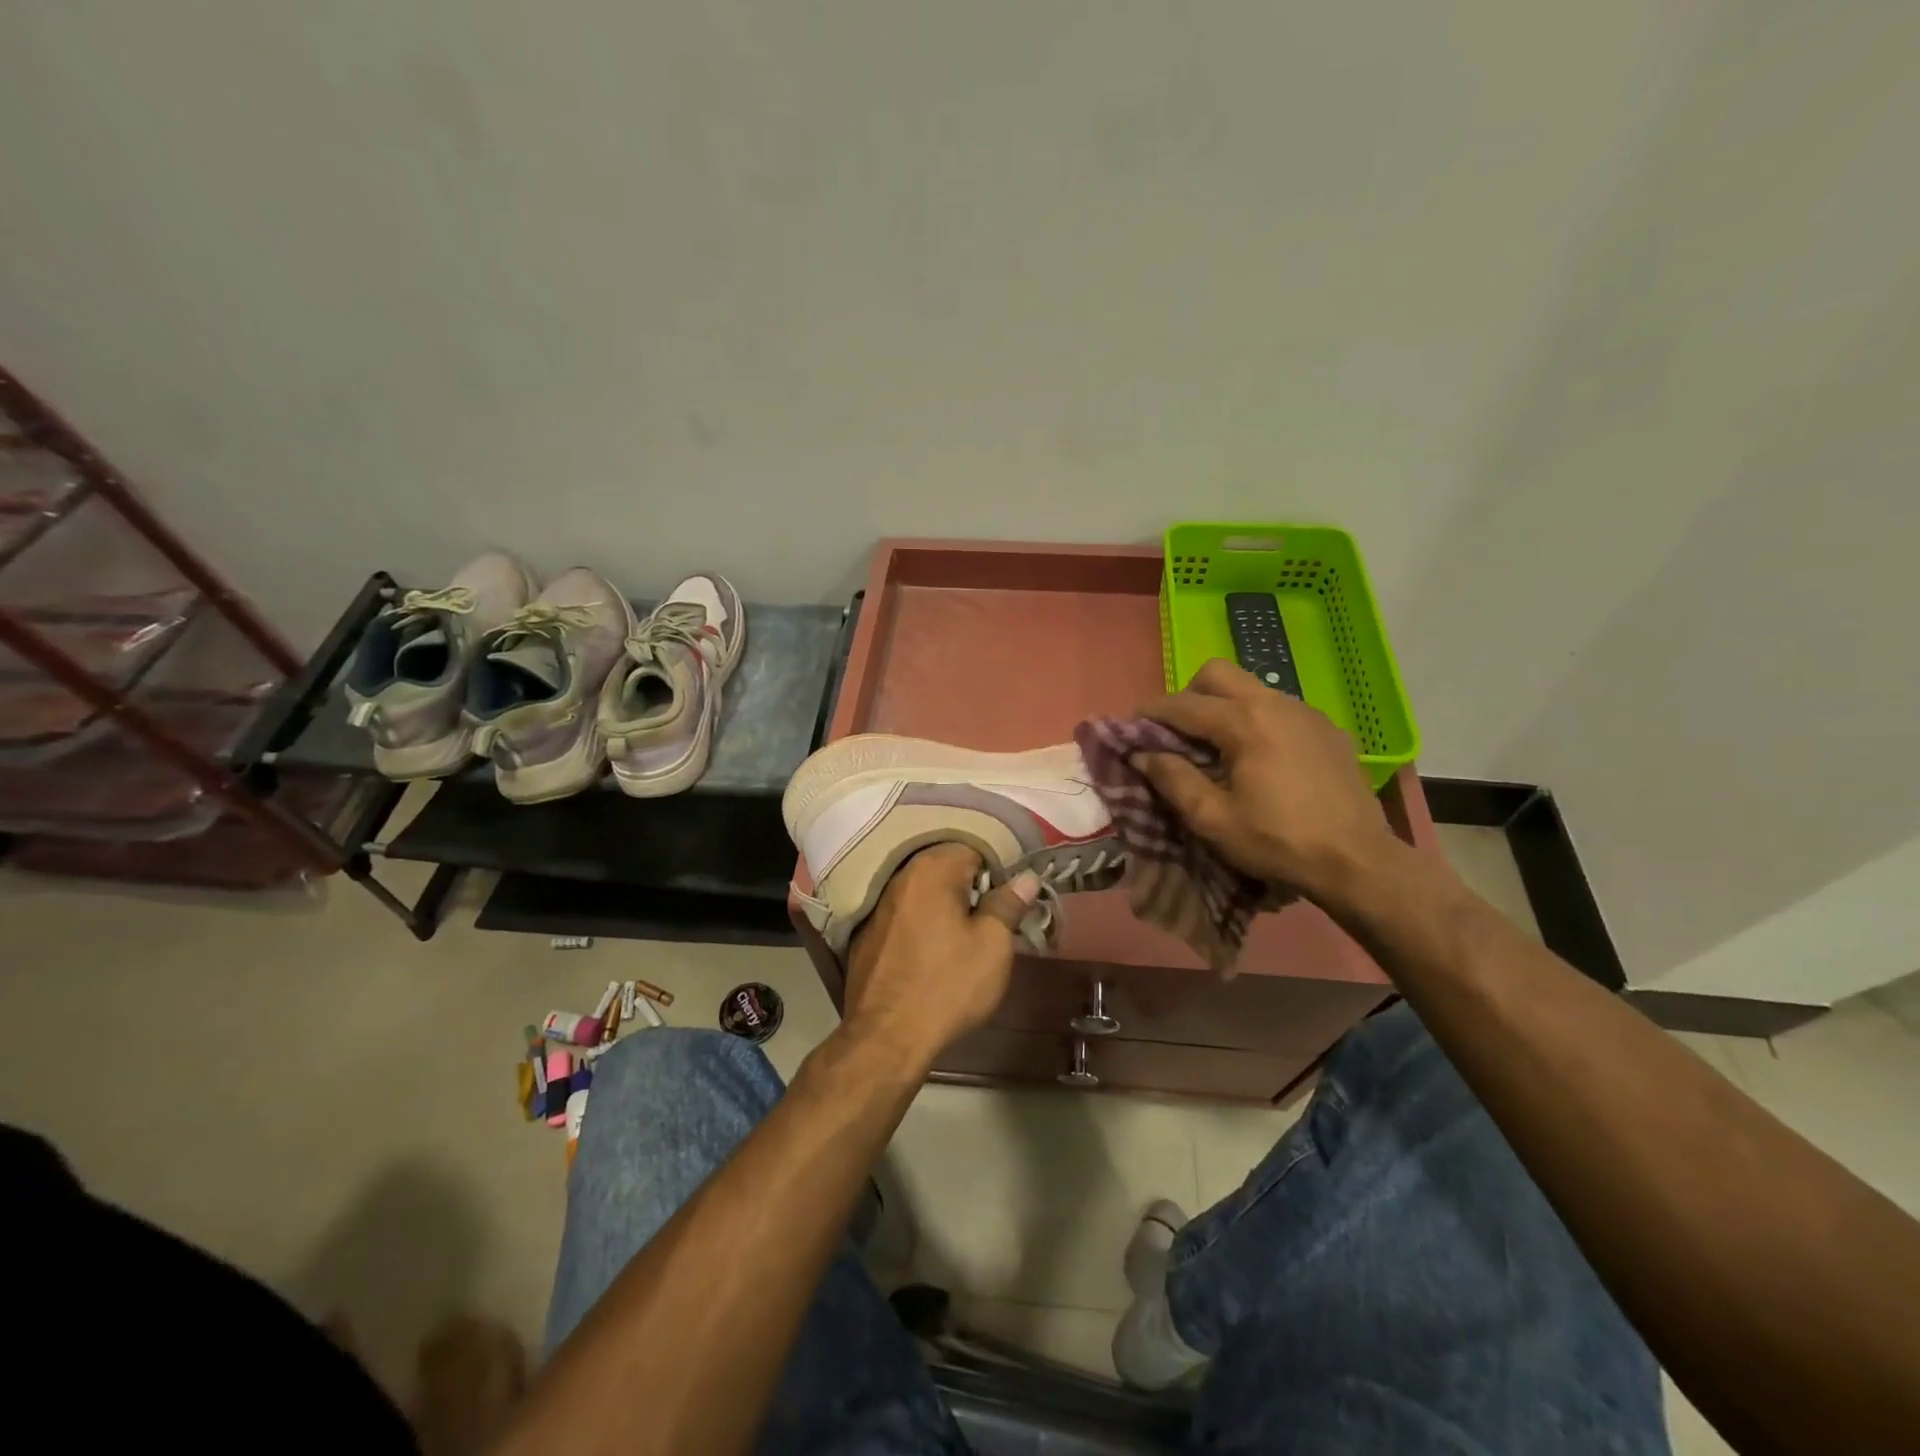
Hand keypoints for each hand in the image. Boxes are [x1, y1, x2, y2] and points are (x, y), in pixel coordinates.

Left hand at [841, 844, 1040, 1068]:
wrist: (887, 1037)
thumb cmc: (948, 985)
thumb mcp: (992, 945)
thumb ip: (1009, 904)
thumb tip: (1026, 876)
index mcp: (932, 869)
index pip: (974, 848)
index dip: (998, 872)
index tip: (1011, 901)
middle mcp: (900, 877)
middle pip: (946, 869)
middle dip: (972, 889)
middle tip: (993, 921)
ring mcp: (879, 906)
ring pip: (924, 893)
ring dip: (946, 906)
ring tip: (965, 937)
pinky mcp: (866, 934)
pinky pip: (905, 915)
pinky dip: (922, 923)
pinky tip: (932, 952)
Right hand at [1136, 658, 1399, 902]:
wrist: (1359, 861)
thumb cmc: (1279, 842)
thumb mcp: (1213, 820)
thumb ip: (1173, 780)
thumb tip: (1141, 754)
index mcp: (1245, 722)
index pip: (1182, 704)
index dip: (1149, 714)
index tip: (1129, 729)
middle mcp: (1275, 703)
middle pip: (1217, 673)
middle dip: (1188, 695)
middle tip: (1178, 733)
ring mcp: (1306, 712)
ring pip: (1250, 687)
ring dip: (1222, 706)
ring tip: (1215, 747)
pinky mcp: (1326, 728)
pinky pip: (1278, 707)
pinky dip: (1254, 719)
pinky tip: (1258, 757)